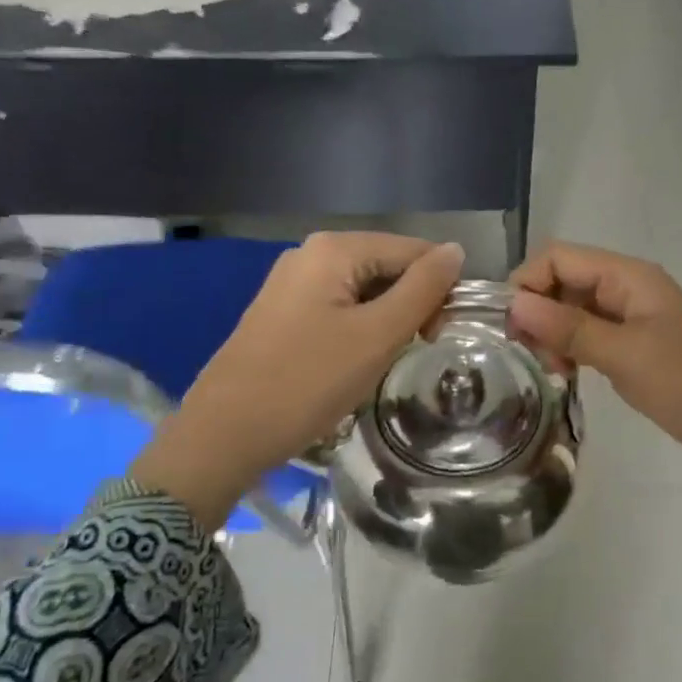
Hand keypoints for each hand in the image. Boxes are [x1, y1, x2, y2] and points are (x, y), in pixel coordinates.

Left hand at [131, 232, 465, 527]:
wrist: (225, 433)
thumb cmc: (308, 381)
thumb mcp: (377, 335)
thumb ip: (423, 289)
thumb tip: (456, 250)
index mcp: (335, 249)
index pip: (414, 251)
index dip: (438, 290)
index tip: (438, 338)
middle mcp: (311, 253)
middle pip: (387, 267)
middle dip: (411, 306)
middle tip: (413, 352)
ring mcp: (292, 283)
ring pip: (364, 292)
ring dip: (385, 322)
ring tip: (381, 362)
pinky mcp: (282, 313)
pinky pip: (338, 309)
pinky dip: (358, 331)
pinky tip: (352, 363)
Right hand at [507, 242, 681, 492]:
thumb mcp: (628, 356)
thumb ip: (570, 328)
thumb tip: (514, 303)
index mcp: (631, 277)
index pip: (558, 257)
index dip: (527, 283)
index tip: (507, 329)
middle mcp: (631, 290)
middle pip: (566, 281)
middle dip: (538, 311)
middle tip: (529, 357)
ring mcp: (638, 321)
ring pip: (578, 311)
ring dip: (554, 334)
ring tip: (548, 371)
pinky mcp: (642, 351)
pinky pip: (596, 338)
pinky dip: (575, 351)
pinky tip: (566, 376)